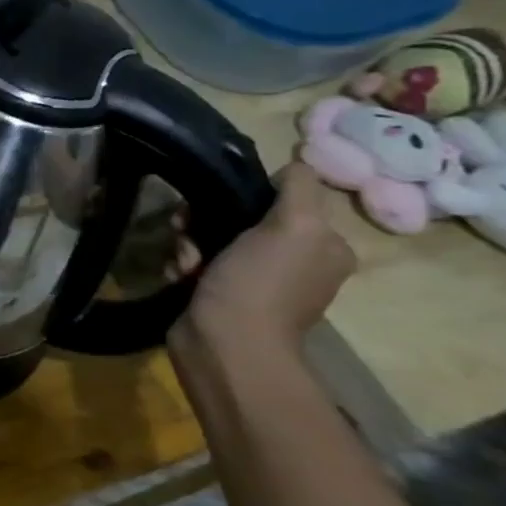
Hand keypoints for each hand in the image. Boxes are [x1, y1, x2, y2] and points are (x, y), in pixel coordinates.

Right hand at [180, 163, 356, 348]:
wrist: (224, 343)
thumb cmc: (259, 282)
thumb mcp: (294, 226)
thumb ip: (298, 188)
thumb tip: (297, 161)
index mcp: (324, 246)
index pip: (283, 199)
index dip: (246, 194)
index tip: (218, 202)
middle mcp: (295, 262)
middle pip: (241, 217)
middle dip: (207, 220)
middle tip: (188, 230)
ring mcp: (256, 281)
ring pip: (212, 239)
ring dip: (189, 243)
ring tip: (185, 261)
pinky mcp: (221, 295)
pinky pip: (197, 264)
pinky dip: (184, 265)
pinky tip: (181, 275)